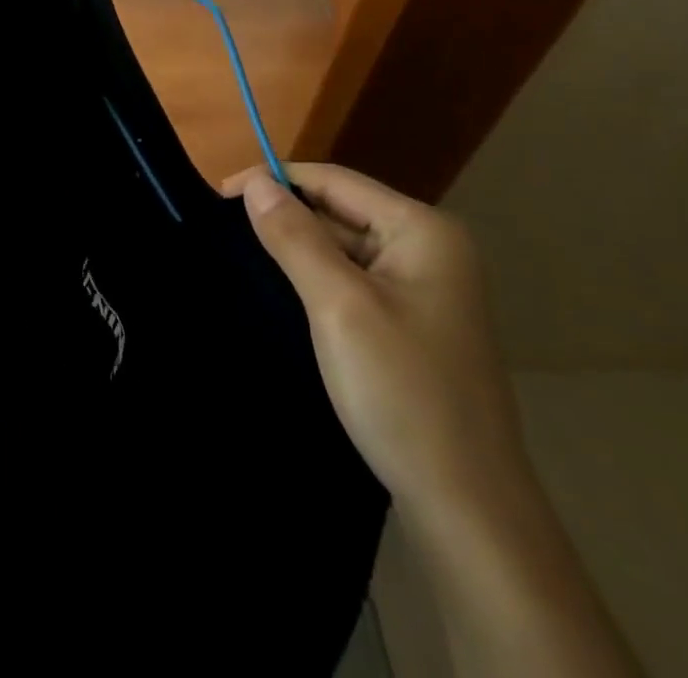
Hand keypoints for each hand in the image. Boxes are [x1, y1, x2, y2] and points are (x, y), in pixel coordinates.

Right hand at [223, 163, 528, 522]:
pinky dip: (318, 278)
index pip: (335, 181)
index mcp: (422, 230)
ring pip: (346, 247)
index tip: (219, 194)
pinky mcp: (413, 322)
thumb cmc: (402, 392)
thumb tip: (256, 181)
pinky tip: (286, 291)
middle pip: (342, 210)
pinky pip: (355, 280)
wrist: (468, 508)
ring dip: (300, 247)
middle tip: (225, 230)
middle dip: (287, 215)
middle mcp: (430, 248)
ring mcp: (425, 288)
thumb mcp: (338, 305)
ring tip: (244, 254)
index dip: (276, 179)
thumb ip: (295, 236)